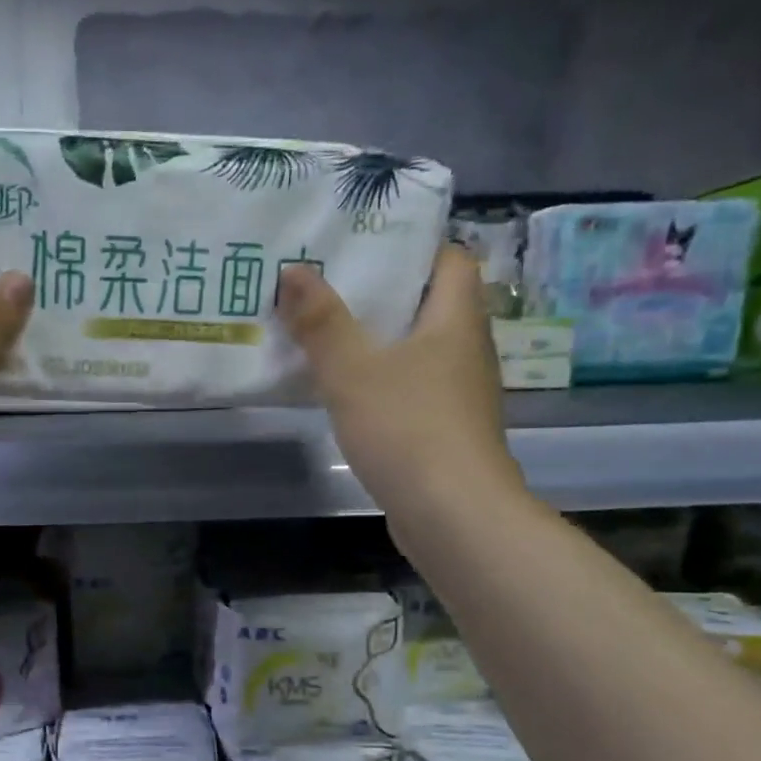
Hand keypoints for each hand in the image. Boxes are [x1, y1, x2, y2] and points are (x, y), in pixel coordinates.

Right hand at [276, 243, 522, 520]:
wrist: (453, 514)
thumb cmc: (407, 428)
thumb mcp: (353, 371)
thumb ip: (321, 322)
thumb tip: (293, 269)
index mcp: (456, 320)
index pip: (450, 259)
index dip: (413, 246)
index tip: (364, 246)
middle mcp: (467, 350)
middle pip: (431, 305)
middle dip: (383, 294)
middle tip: (328, 287)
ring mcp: (460, 394)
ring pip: (420, 350)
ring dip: (381, 342)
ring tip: (328, 335)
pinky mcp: (447, 431)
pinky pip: (414, 389)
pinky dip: (384, 382)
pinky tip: (348, 393)